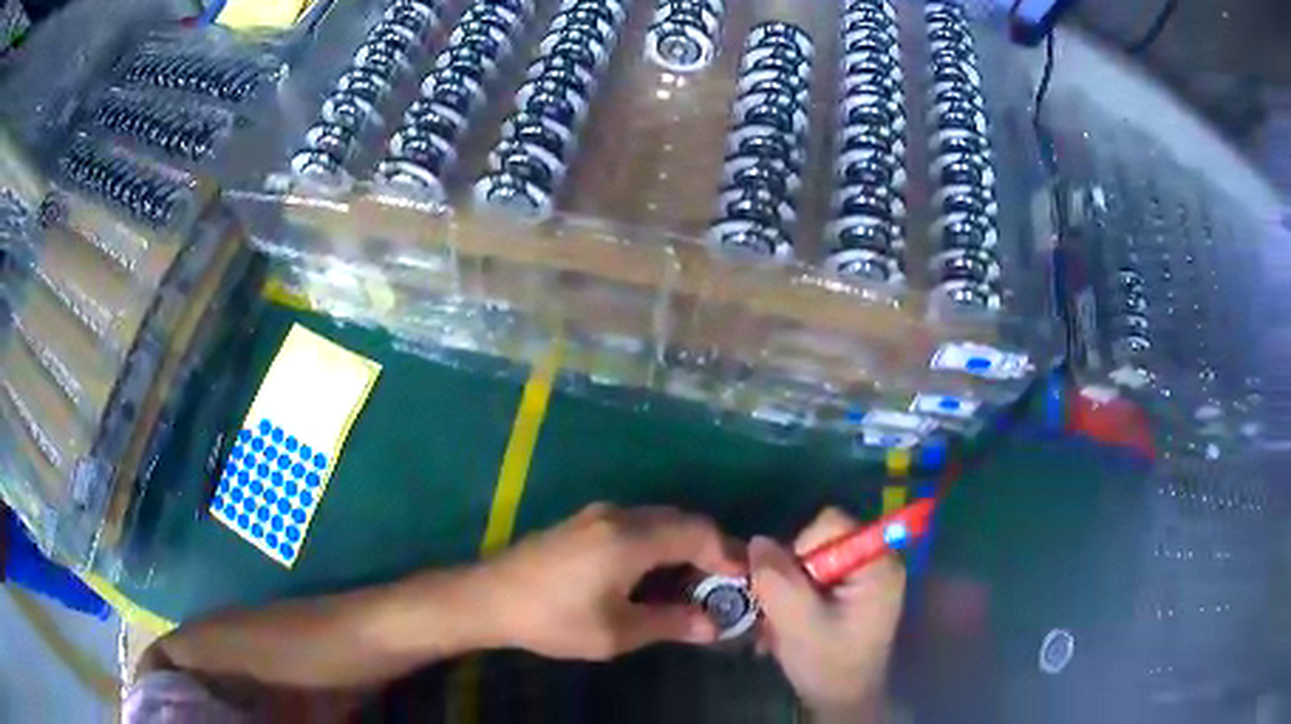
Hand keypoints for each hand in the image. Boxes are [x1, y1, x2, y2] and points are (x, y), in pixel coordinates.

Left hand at [471, 503, 744, 659]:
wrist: (488, 598)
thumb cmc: (554, 619)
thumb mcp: (616, 632)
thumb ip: (670, 623)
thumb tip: (713, 625)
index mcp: (631, 538)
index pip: (698, 532)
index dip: (727, 555)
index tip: (743, 583)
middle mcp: (619, 515)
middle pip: (681, 520)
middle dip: (709, 549)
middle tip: (723, 586)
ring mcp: (597, 515)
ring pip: (659, 520)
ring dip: (683, 545)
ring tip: (693, 584)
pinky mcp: (583, 523)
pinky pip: (636, 524)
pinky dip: (659, 543)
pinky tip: (654, 574)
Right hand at [750, 508, 905, 722]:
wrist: (842, 700)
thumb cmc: (828, 663)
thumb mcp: (798, 623)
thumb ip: (777, 580)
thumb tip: (757, 542)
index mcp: (876, 564)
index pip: (831, 524)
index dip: (800, 547)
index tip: (789, 586)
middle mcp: (874, 562)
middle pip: (819, 541)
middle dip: (790, 574)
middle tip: (776, 609)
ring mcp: (863, 578)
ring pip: (810, 561)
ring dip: (787, 590)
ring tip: (778, 624)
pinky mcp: (850, 592)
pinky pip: (814, 578)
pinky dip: (795, 598)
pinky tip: (785, 626)